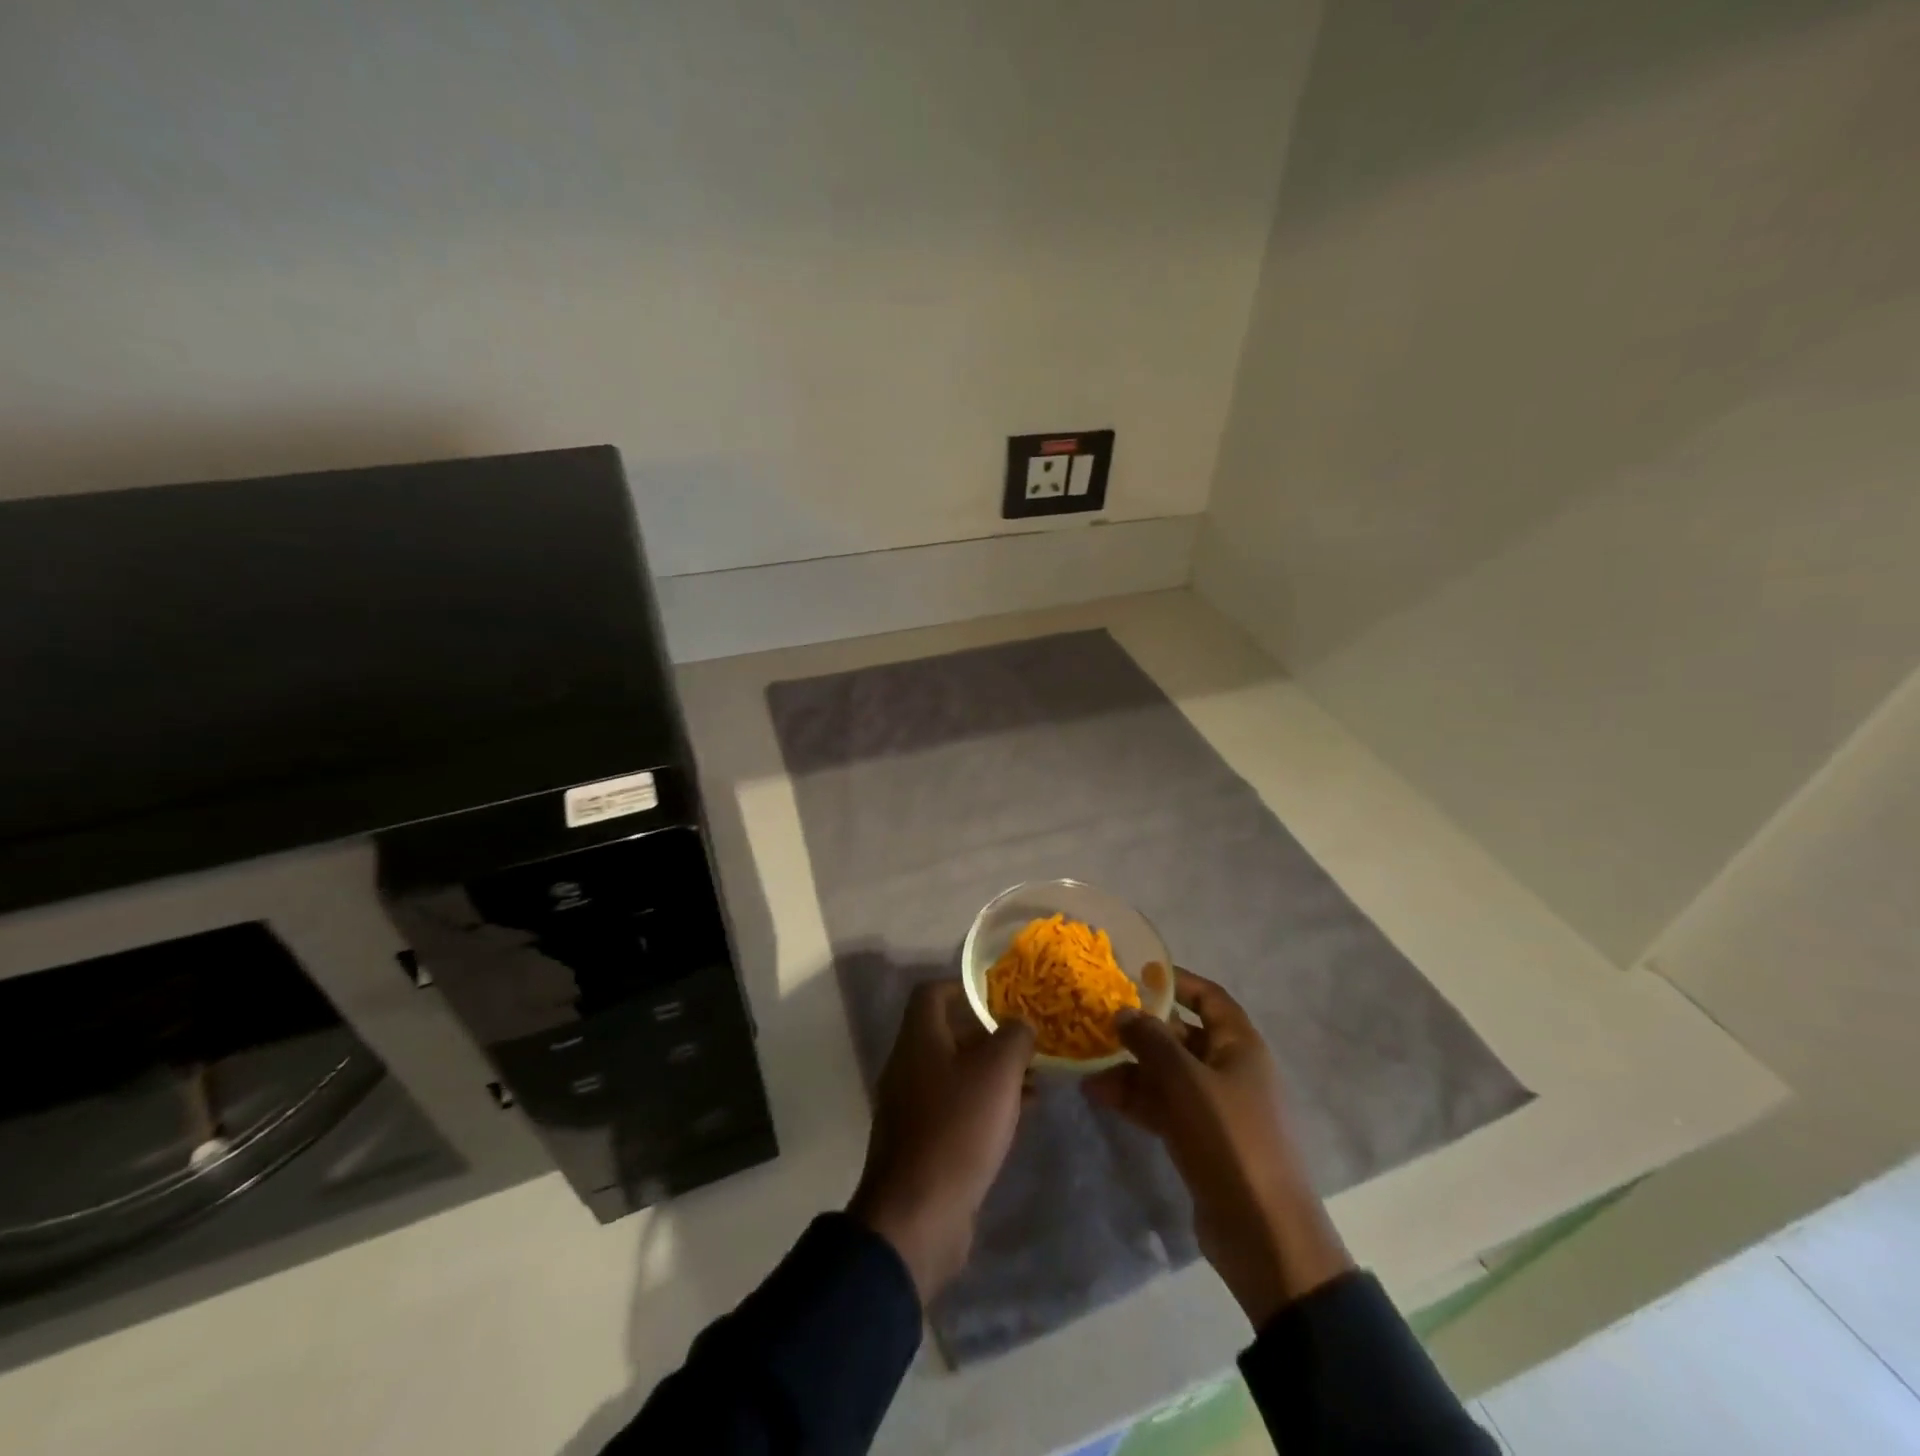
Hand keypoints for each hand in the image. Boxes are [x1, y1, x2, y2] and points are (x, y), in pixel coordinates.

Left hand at [848, 980, 1034, 1305]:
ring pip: (958, 1073)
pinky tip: (1020, 1115)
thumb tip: (1020, 1024)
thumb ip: (1014, 1037)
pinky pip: (958, 1108)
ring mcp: (913, 1106)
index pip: (933, 993)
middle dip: (991, 1034)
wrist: (919, 1216)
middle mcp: (910, 1065)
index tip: (1001, 996)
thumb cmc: (958, 1127)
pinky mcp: (924, 1142)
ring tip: (1036, 1080)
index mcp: (919, 1039)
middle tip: (1029, 1041)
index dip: (966, 987)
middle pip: (949, 1033)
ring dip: (994, 1072)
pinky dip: (986, 1104)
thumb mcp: (997, 1072)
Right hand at [1083, 969, 1352, 1328]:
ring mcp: (1214, 1107)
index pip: (1209, 998)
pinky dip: (1134, 1098)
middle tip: (1098, 1020)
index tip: (1136, 974)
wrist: (1263, 1235)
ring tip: (1087, 1062)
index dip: (1176, 982)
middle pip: (1181, 1035)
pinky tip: (1098, 1094)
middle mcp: (1228, 1069)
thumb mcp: (1186, 1082)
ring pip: (1166, 1073)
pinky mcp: (1199, 1139)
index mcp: (1240, 1046)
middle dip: (1141, 1029)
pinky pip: (1162, 1105)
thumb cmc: (1231, 1140)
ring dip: (1129, 1067)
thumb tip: (1124, 1012)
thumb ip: (1151, 1041)